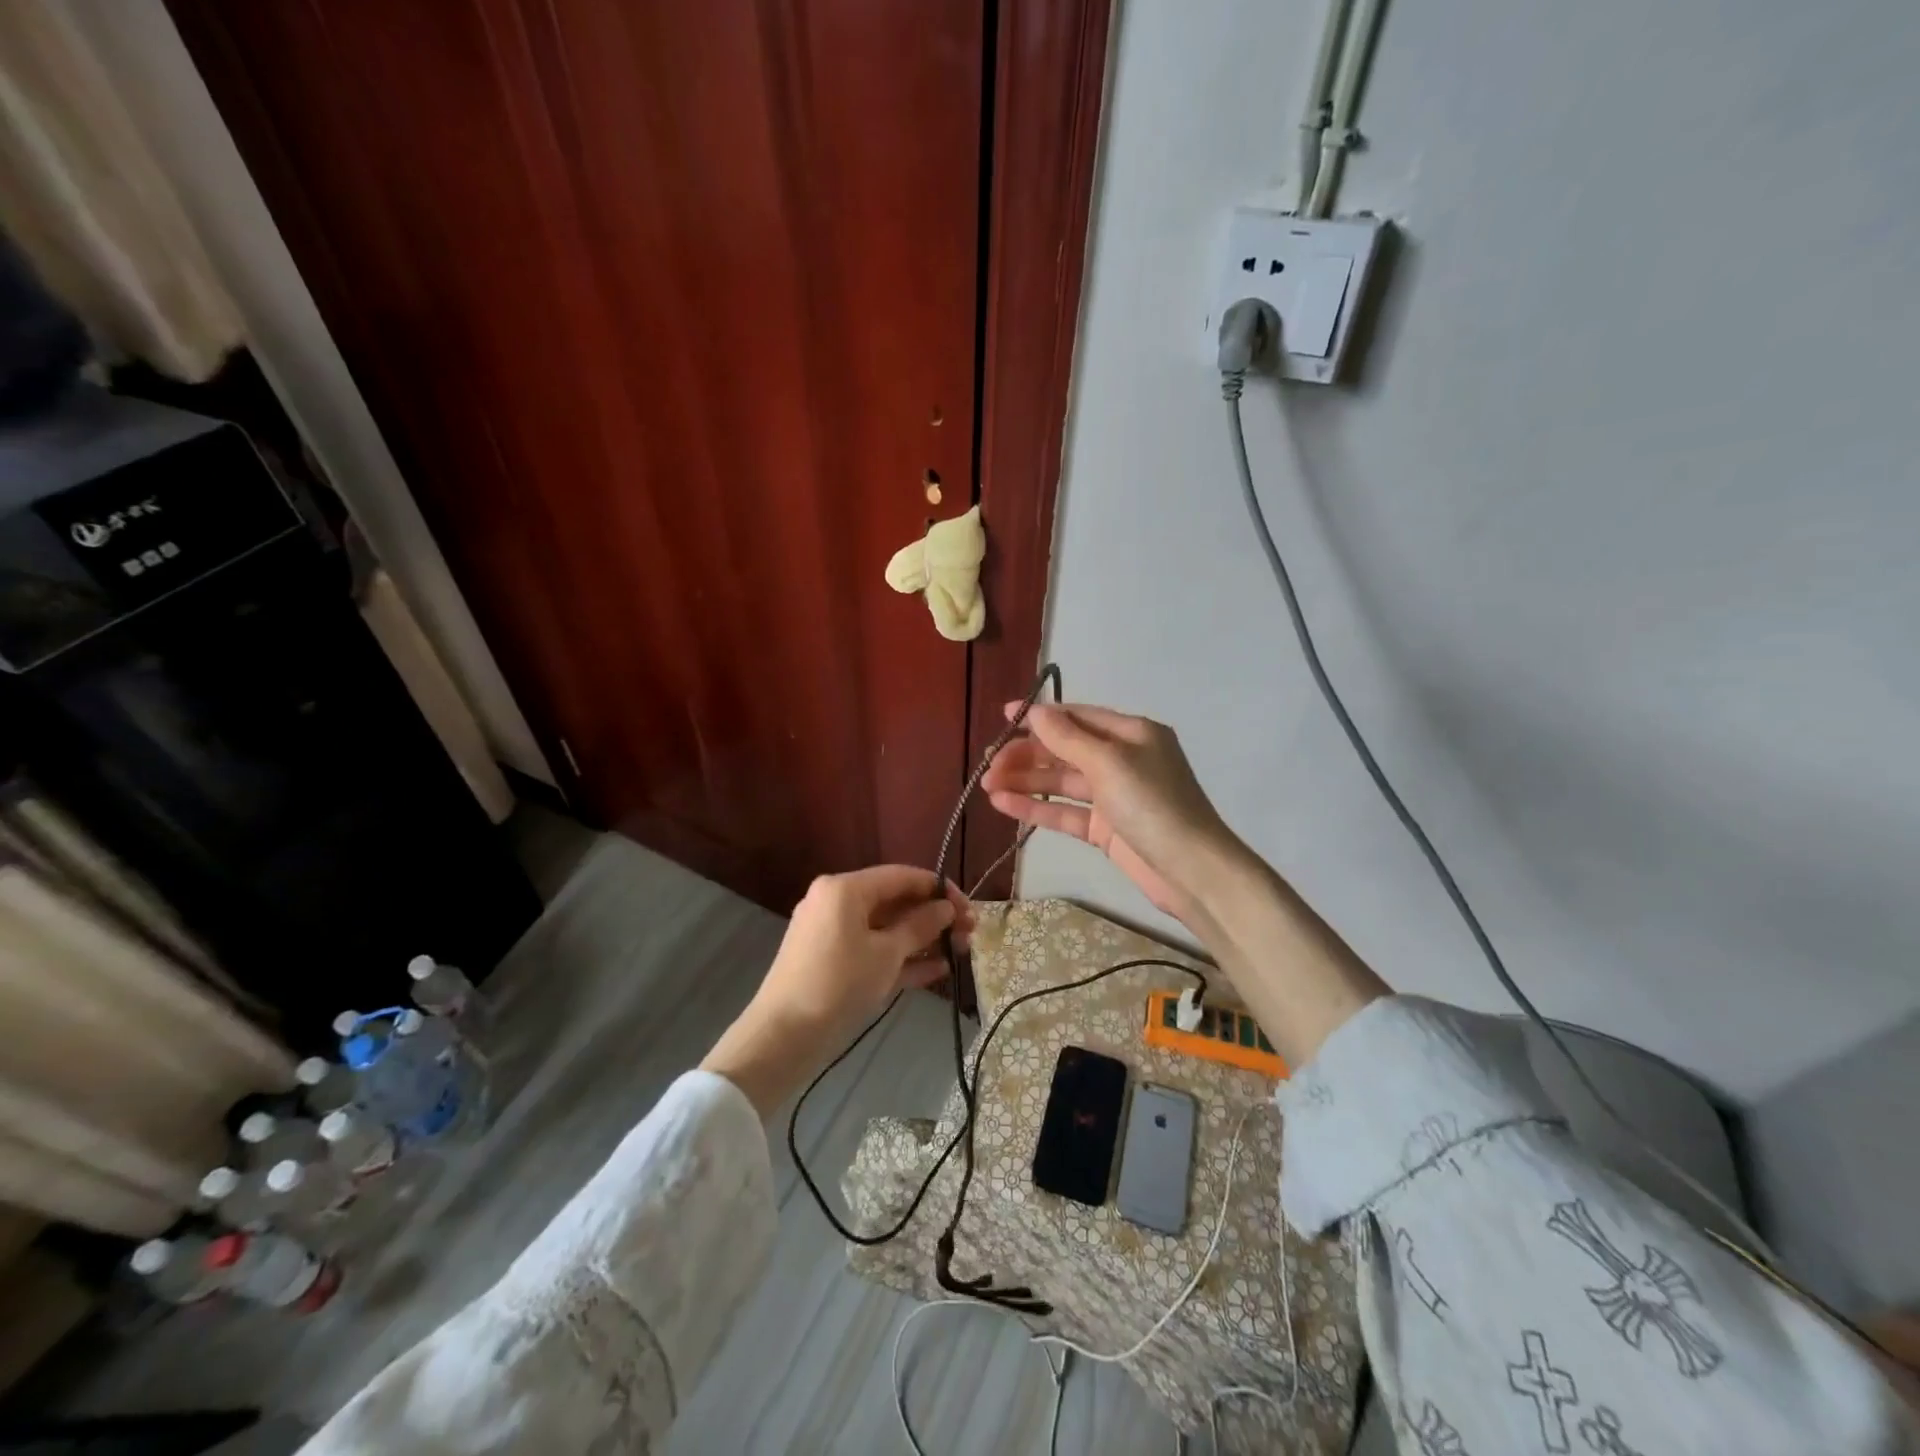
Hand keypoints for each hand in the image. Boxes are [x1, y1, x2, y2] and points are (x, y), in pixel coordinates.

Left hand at [702, 867, 970, 1114]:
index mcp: (845, 888)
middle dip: (933, 916)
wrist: (783, 1037)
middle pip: (894, 900)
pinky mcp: (831, 960)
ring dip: (922, 938)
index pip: (902, 876)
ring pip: (885, 927)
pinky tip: (936, 970)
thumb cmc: (838, 984)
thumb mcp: (886, 954)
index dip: (939, 889)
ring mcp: (832, 932)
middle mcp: (836, 901)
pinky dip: (900, 957)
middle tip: (969, 934)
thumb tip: (946, 907)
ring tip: (960, 951)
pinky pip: (872, 949)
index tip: (969, 908)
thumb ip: (920, 926)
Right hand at [981, 702, 1239, 920]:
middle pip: (1065, 750)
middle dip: (1027, 754)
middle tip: (989, 763)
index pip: (1078, 717)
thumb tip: (1036, 711)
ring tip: (986, 784)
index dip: (1040, 716)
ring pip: (1060, 782)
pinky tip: (1003, 804)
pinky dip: (1036, 808)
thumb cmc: (1153, 805)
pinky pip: (1064, 812)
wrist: (1192, 871)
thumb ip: (1068, 738)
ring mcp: (1112, 796)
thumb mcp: (1109, 763)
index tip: (1002, 717)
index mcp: (1131, 734)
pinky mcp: (1105, 829)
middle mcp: (1122, 760)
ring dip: (1025, 780)